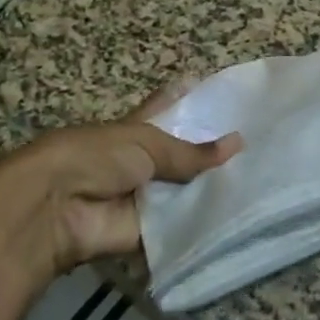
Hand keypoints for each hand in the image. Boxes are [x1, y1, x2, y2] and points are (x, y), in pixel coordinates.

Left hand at [0, 83, 241, 285]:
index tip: (211, 86)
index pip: (163, 110)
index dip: (183, 98)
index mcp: (135, 130)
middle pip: (181, 156)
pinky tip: (245, 215)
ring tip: (262, 179)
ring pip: (186, 192)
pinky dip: (206, 223)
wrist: (57, 209)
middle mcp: (141, 163)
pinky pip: (182, 227)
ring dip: (214, 189)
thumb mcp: (146, 143)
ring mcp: (145, 198)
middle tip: (257, 144)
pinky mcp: (149, 233)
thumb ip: (191, 152)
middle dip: (212, 151)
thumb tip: (238, 143)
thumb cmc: (96, 158)